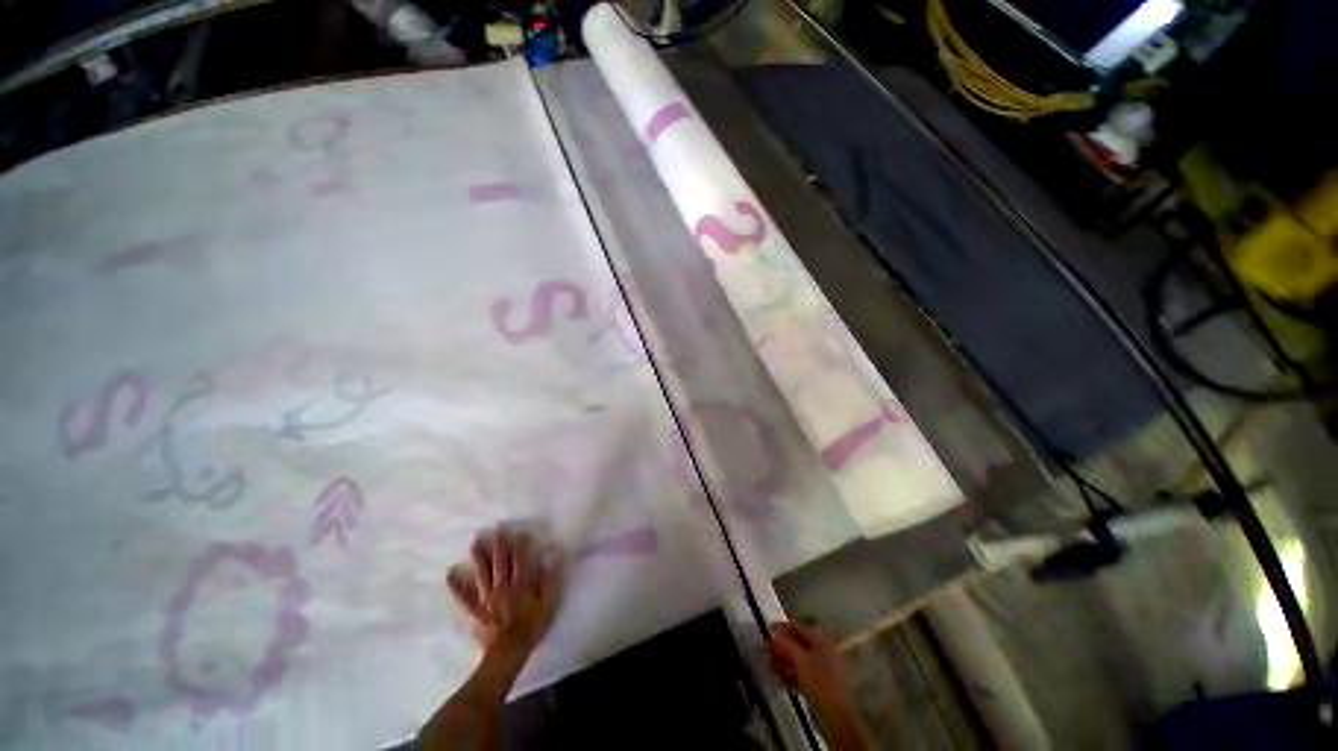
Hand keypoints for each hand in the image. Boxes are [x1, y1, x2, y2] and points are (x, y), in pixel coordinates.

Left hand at [447, 527, 563, 655]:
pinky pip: (465, 597)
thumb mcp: (549, 604)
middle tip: (497, 530)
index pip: (521, 559)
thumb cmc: (531, 628)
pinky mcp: (476, 610)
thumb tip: (553, 556)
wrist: (508, 653)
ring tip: (475, 543)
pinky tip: (450, 574)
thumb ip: (550, 579)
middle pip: (500, 562)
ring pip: (482, 574)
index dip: (522, 545)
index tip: (523, 533)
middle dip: (499, 545)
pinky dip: (457, 586)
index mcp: (520, 584)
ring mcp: (487, 598)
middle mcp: (502, 586)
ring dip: (479, 557)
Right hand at [769, 622, 868, 749]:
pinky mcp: (818, 681)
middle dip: (779, 648)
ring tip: (770, 669)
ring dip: (782, 663)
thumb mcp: (799, 659)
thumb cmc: (819, 680)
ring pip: (796, 659)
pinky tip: (780, 681)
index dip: (778, 628)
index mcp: (817, 638)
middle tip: (765, 653)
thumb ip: (785, 642)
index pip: (794, 627)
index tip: (763, 631)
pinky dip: (789, 675)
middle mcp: (819, 648)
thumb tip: (772, 630)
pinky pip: (800, 673)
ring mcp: (819, 666)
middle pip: (794, 643)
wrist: (837, 714)